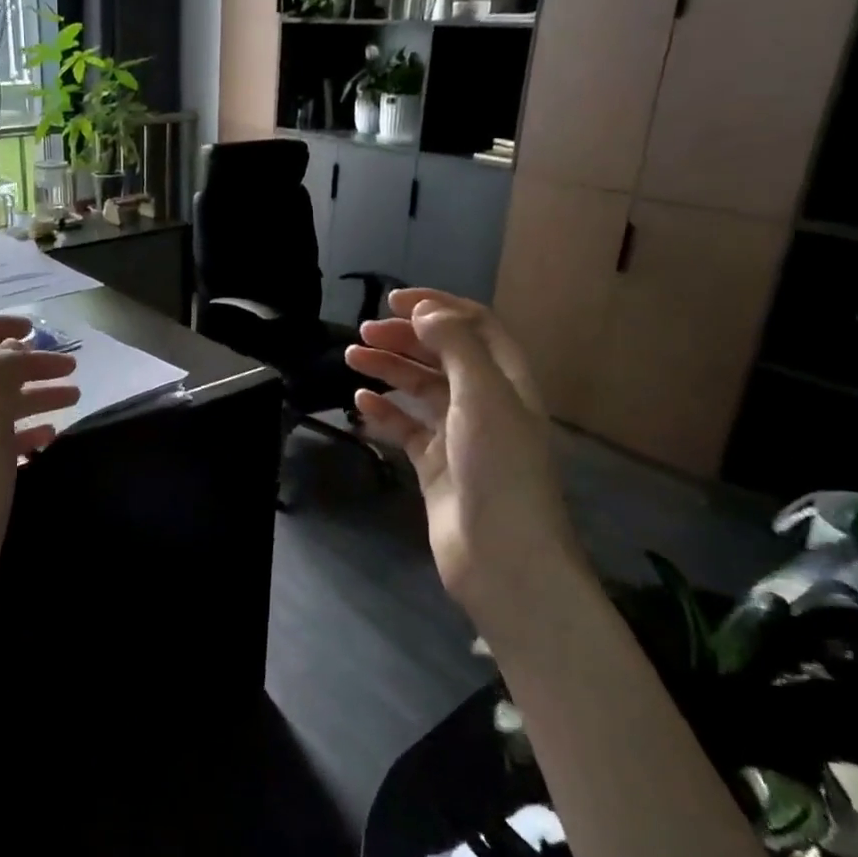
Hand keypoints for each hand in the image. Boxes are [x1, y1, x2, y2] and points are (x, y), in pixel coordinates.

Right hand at [345, 289, 582, 625]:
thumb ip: (456, 346)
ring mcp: (459, 436)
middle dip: (405, 337)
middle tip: (363, 333)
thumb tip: (426, 311)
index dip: (438, 307)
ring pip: (420, 390)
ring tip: (351, 357)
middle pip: (442, 355)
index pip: (474, 327)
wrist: (500, 555)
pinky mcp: (436, 466)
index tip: (394, 301)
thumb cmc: (498, 469)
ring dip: (389, 369)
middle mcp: (484, 402)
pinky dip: (384, 412)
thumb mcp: (483, 395)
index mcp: (506, 380)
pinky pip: (407, 428)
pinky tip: (361, 402)